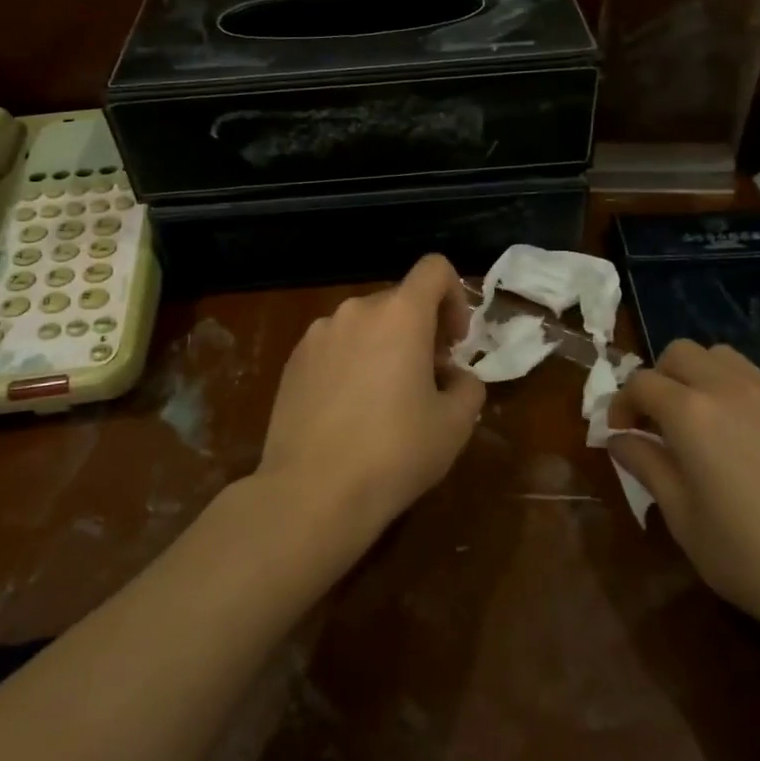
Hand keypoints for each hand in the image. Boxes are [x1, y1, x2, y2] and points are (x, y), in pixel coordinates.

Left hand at [257, 253, 484, 547]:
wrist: (312, 492)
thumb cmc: (394, 453)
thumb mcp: (455, 425)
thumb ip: (467, 386)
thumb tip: (453, 376)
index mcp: (399, 314)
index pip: (434, 269)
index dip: (455, 297)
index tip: (454, 343)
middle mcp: (355, 311)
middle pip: (399, 301)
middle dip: (420, 331)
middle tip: (428, 380)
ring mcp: (317, 334)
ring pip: (364, 325)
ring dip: (384, 347)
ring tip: (385, 401)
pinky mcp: (292, 361)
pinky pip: (334, 347)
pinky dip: (351, 363)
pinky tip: (349, 412)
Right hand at [607, 339, 759, 671]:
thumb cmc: (756, 561)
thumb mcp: (685, 521)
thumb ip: (647, 467)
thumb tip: (619, 438)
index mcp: (692, 415)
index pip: (641, 382)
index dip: (622, 404)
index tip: (622, 434)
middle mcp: (732, 390)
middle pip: (681, 353)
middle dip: (660, 379)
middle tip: (660, 423)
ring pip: (724, 358)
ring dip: (700, 378)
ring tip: (704, 424)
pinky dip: (740, 397)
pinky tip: (753, 446)